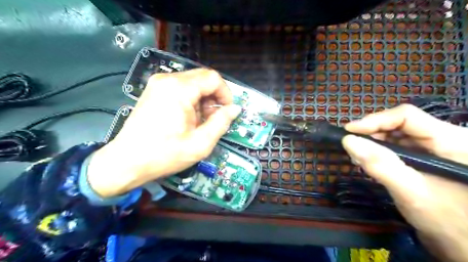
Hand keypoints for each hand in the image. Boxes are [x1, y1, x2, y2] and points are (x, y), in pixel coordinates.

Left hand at [86, 69, 241, 198]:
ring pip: (193, 83)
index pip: (213, 78)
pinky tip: (187, 118)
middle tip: (212, 119)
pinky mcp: (154, 90)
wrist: (127, 161)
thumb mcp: (200, 144)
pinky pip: (181, 87)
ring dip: (202, 99)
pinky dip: (191, 100)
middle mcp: (168, 79)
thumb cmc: (164, 154)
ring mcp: (158, 83)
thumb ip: (221, 123)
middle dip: (214, 97)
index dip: (225, 94)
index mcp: (179, 89)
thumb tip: (235, 109)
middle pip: (203, 78)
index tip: (226, 112)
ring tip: (198, 121)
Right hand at [342, 104, 467, 261]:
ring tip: (357, 154)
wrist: (463, 245)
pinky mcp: (426, 158)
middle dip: (372, 132)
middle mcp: (445, 138)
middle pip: (400, 124)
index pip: (406, 117)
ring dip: (374, 142)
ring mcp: (435, 149)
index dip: (374, 120)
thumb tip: (348, 141)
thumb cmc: (447, 221)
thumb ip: (380, 164)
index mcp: (452, 140)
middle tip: (350, 144)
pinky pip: (398, 147)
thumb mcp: (411, 191)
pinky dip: (380, 151)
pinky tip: (369, 160)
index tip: (348, 131)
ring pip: (397, 135)